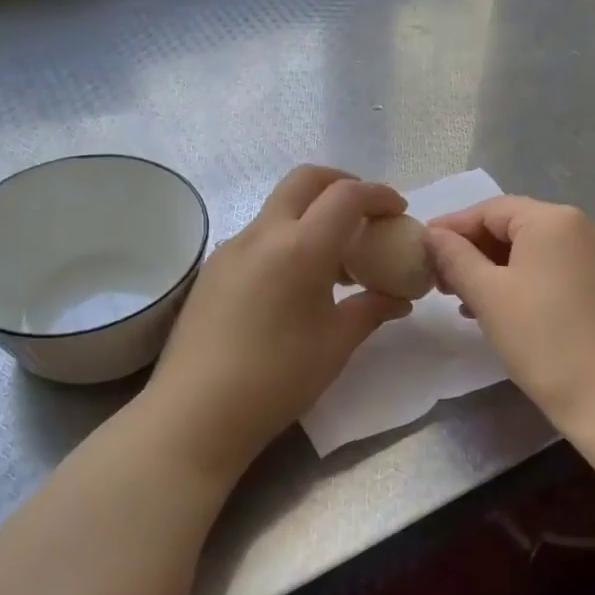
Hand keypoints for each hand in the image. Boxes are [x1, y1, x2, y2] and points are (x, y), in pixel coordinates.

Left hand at [146, 166, 413, 479]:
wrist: (196, 413)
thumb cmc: (278, 378)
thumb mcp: (336, 344)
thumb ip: (372, 309)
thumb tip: (399, 299)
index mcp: (300, 247)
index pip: (346, 195)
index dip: (379, 195)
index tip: (399, 211)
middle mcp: (263, 234)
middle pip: (305, 180)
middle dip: (342, 184)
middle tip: (366, 213)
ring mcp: (232, 248)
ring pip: (279, 207)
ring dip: (313, 212)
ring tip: (336, 256)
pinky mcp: (213, 269)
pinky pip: (259, 235)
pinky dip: (288, 237)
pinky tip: (297, 280)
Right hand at [426, 196, 594, 429]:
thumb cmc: (543, 338)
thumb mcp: (488, 295)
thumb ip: (456, 257)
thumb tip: (433, 235)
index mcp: (552, 219)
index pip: (490, 210)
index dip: (452, 227)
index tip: (420, 249)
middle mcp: (580, 227)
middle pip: (512, 226)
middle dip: (472, 250)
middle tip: (438, 279)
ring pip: (531, 251)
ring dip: (492, 269)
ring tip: (461, 298)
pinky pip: (550, 270)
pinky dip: (519, 282)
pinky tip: (497, 309)